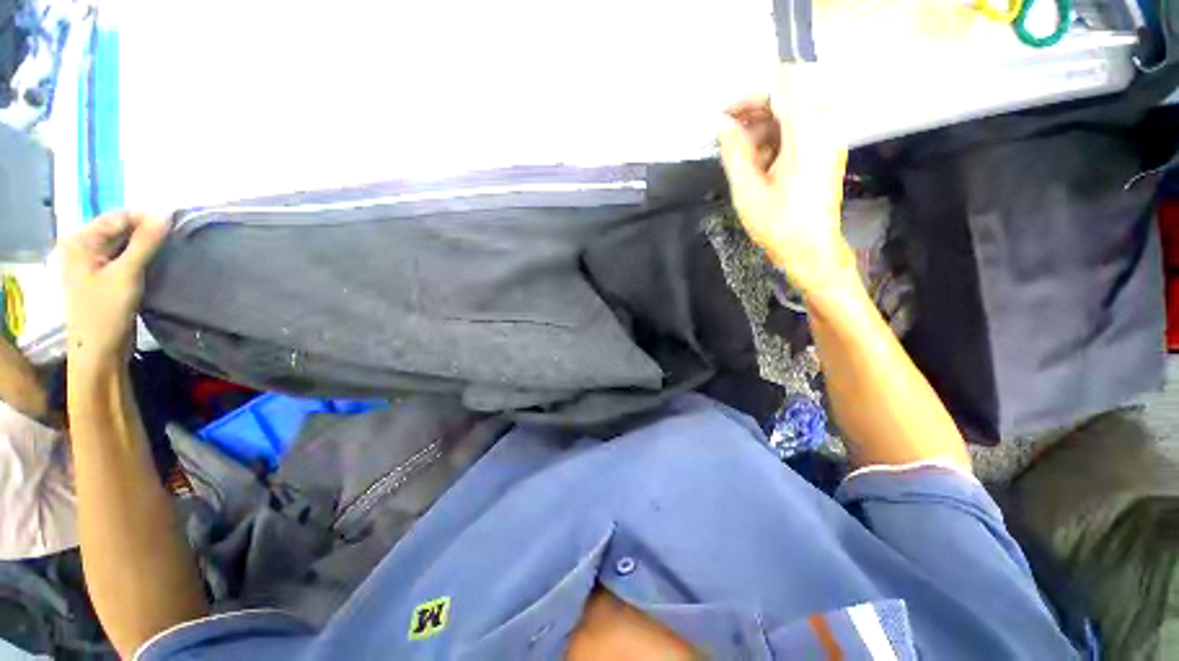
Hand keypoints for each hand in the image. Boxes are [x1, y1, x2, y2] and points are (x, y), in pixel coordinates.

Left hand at [61, 212, 168, 370]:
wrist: (99, 352)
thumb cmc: (105, 312)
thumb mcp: (127, 274)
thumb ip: (145, 242)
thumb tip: (166, 213)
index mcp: (80, 241)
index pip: (118, 217)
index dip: (146, 219)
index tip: (176, 225)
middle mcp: (83, 247)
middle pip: (120, 230)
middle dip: (146, 232)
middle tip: (176, 238)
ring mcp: (93, 263)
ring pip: (124, 244)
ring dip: (146, 246)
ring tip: (171, 249)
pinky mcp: (104, 277)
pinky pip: (125, 258)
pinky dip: (142, 257)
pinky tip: (157, 263)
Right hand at [718, 65, 853, 296]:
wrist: (810, 249)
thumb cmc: (778, 223)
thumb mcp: (747, 190)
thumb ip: (734, 152)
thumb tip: (723, 125)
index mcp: (807, 134)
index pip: (782, 89)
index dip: (751, 97)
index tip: (725, 115)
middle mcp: (824, 128)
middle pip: (789, 97)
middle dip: (755, 111)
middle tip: (727, 133)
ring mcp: (828, 139)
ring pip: (792, 114)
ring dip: (763, 126)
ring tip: (738, 152)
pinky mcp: (824, 152)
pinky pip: (799, 130)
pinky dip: (775, 138)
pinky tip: (757, 161)